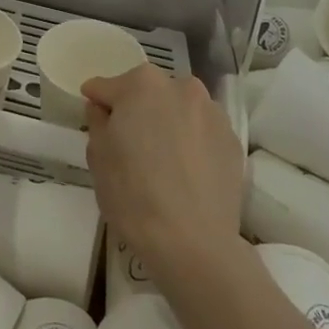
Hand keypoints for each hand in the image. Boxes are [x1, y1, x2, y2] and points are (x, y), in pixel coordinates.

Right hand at [84, 65, 243, 281]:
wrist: (194, 244)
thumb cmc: (133, 195)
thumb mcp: (98, 157)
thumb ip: (97, 121)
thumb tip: (103, 108)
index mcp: (142, 83)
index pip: (108, 87)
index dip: (98, 104)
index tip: (96, 119)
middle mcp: (181, 86)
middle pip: (148, 93)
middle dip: (137, 110)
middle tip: (130, 144)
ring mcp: (212, 112)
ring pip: (179, 110)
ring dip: (168, 123)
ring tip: (163, 160)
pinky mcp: (232, 140)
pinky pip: (202, 132)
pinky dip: (192, 143)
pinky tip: (186, 172)